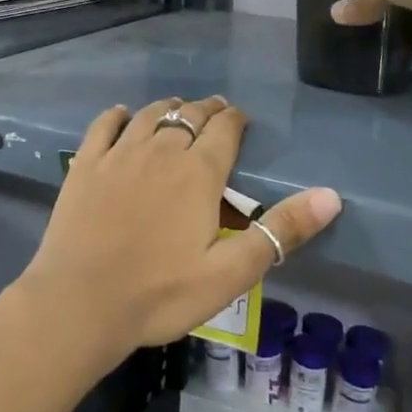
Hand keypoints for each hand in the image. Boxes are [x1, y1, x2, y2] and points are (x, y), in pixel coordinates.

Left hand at [17, 96, 340, 362]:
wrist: (79, 304)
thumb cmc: (160, 294)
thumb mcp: (230, 273)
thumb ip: (280, 231)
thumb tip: (331, 195)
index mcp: (198, 173)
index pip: (224, 130)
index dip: (235, 119)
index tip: (240, 118)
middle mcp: (160, 151)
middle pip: (188, 116)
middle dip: (206, 110)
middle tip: (215, 110)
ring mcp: (119, 155)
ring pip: (149, 115)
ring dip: (168, 107)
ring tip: (178, 108)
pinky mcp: (85, 166)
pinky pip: (103, 127)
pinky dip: (116, 116)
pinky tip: (120, 114)